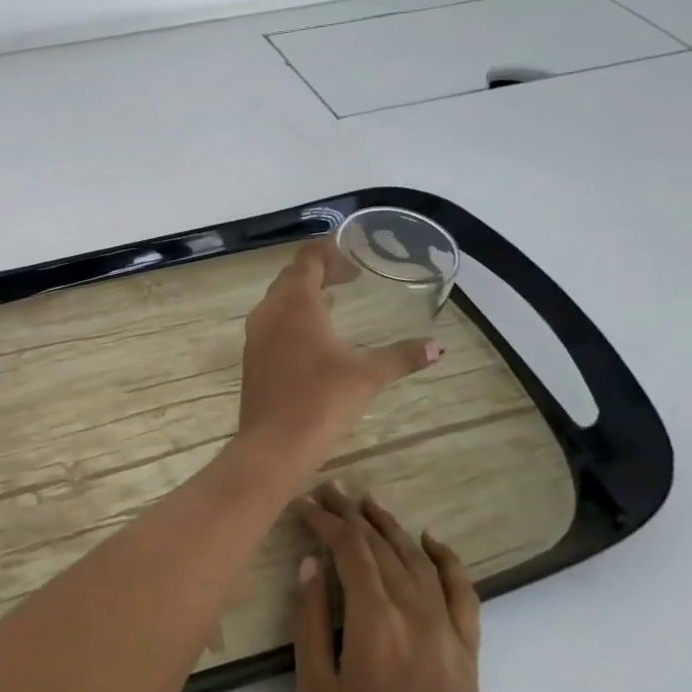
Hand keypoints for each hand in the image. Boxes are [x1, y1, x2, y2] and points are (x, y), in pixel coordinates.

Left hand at [238, 240, 439, 458]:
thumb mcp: (368, 376)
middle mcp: (271, 310)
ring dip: (305, 293)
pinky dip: (293, 315)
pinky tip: (313, 334)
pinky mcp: (253, 355)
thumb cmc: (322, 400)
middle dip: (319, 270)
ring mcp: (256, 333)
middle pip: (292, 277)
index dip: (328, 250)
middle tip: (350, 275)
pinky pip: (272, 320)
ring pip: (279, 299)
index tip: (351, 249)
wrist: (274, 442)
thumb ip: (402, 356)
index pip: (308, 260)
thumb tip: (438, 347)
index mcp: (296, 303)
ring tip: (335, 298)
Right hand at [290, 483, 489, 691]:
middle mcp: (416, 615)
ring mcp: (448, 633)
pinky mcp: (468, 654)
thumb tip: (311, 564)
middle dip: (352, 514)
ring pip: (418, 561)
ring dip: (392, 526)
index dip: (325, 521)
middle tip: (329, 489)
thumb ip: (311, 620)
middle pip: (382, 548)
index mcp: (375, 621)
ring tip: (368, 501)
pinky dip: (448, 561)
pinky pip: (463, 594)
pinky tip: (431, 540)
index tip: (303, 503)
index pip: (349, 550)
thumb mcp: (315, 688)